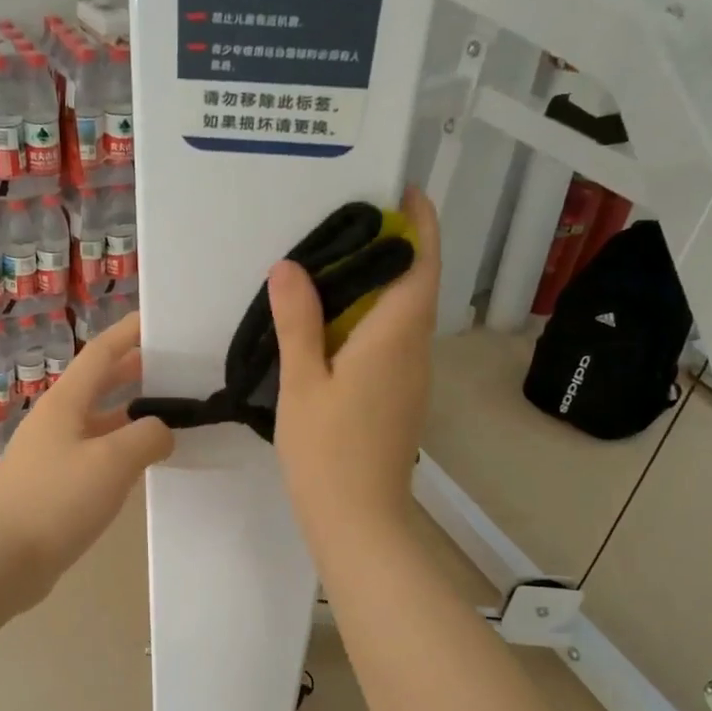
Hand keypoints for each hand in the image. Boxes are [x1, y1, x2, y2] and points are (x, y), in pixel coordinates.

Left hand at [0, 311, 173, 607]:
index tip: (162, 320)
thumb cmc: (56, 501)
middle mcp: (57, 420)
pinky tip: (144, 464)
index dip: (131, 333)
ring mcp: (53, 454)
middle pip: (101, 384)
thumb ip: (148, 437)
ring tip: (173, 415)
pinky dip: (122, 450)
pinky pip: (96, 455)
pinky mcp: (54, 485)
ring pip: (100, 422)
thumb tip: (162, 431)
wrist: (0, 561)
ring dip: (133, 415)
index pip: (102, 353)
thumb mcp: (113, 462)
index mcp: (66, 402)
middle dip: (137, 372)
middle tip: (179, 369)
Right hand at [267, 187, 440, 549]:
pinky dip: (371, 319)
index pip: (421, 264)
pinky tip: (332, 325)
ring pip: (404, 316)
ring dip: (379, 286)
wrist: (358, 519)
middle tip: (343, 225)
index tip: (401, 191)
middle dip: (391, 249)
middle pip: (415, 285)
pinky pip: (393, 342)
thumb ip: (298, 322)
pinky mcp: (401, 397)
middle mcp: (415, 349)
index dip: (419, 223)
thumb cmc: (328, 451)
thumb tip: (290, 267)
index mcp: (395, 336)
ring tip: (331, 267)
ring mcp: (412, 376)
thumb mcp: (303, 383)